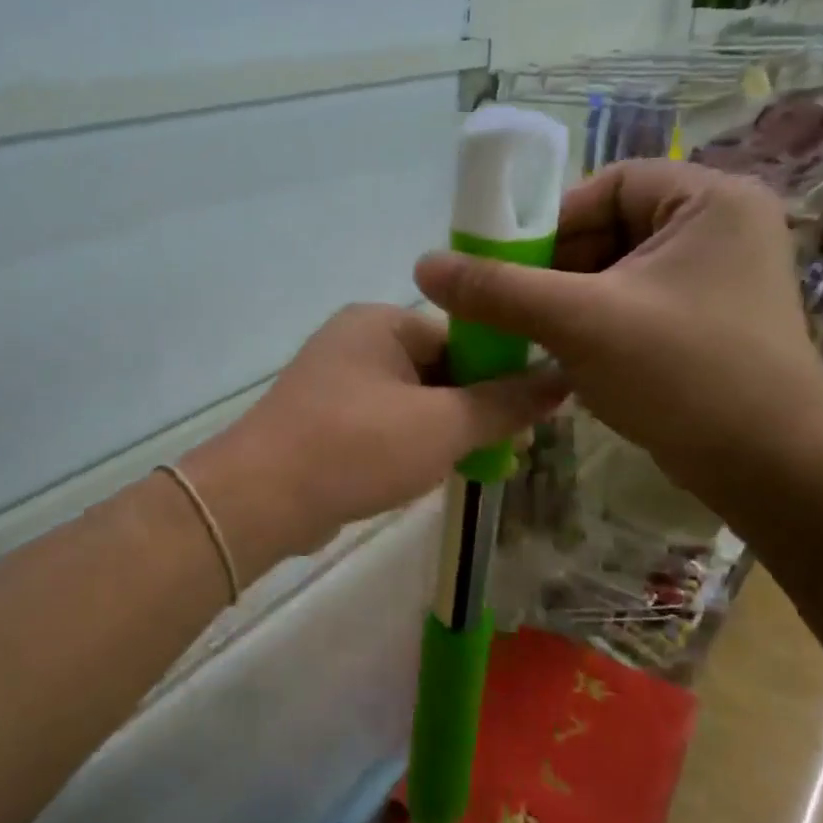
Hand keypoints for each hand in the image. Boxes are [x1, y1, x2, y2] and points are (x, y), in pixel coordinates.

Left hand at [183, 305, 568, 576]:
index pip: (461, 336)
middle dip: (475, 410)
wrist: (260, 499)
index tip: (531, 419)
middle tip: (511, 451)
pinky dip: (408, 446)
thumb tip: (561, 379)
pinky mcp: (320, 423)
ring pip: (410, 402)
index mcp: (381, 323)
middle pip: (437, 370)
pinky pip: (381, 426)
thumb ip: (504, 403)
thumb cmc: (358, 447)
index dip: (502, 375)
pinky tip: (429, 475)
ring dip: (445, 432)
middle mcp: (354, 342)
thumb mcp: (443, 425)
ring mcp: (332, 383)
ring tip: (481, 467)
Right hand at [414, 161, 822, 495]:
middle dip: (555, 269)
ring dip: (567, 302)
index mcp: (710, 201)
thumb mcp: (580, 322)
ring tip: (531, 335)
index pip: (609, 186)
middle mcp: (720, 229)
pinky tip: (565, 356)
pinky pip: (633, 305)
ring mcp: (716, 280)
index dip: (552, 221)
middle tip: (512, 306)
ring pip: (616, 273)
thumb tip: (424, 266)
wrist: (770, 468)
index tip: (509, 264)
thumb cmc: (684, 374)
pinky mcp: (707, 324)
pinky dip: (594, 324)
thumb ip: (499, 289)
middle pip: (610, 229)